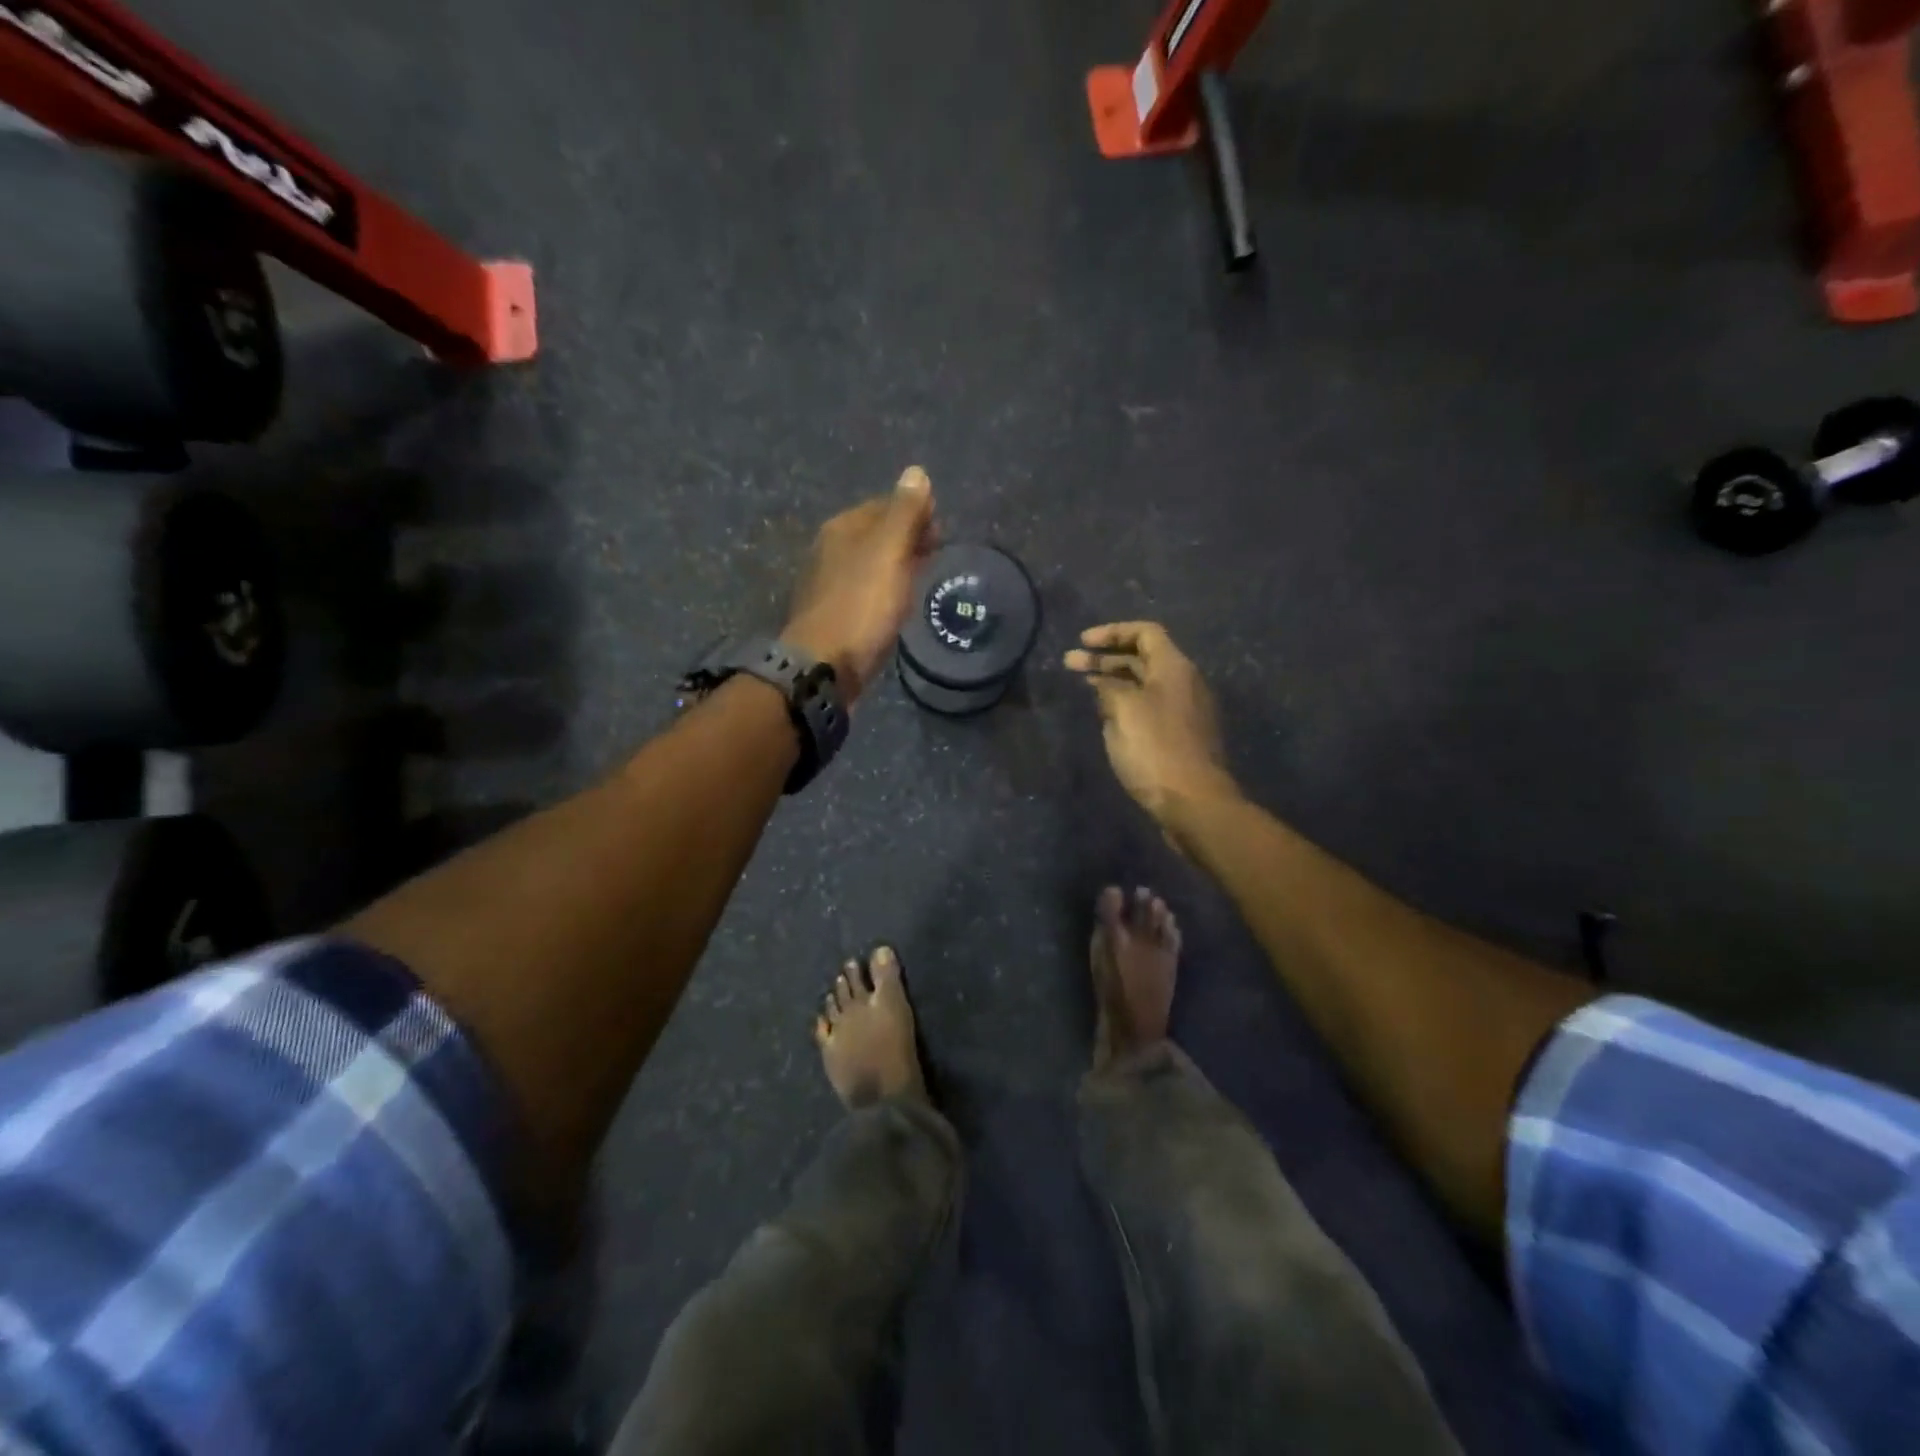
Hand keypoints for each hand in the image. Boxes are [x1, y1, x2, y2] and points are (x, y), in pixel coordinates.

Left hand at [784, 468, 936, 701]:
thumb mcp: (889, 553)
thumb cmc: (861, 606)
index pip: (886, 506)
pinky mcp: (835, 614)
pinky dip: (886, 590)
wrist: (826, 666)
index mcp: (842, 528)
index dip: (916, 513)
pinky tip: (899, 605)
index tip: (941, 531)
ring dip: (898, 565)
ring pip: (872, 564)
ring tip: (923, 578)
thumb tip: (916, 472)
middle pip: (877, 534)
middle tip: (937, 554)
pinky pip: (867, 591)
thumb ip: (904, 513)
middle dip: (908, 538)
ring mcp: (829, 584)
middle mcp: (831, 550)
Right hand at [1065, 622, 1238, 824]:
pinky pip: (1149, 708)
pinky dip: (1125, 704)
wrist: (1193, 802)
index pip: (1145, 633)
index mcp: (1174, 668)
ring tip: (1084, 688)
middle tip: (1071, 664)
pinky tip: (1105, 717)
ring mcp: (1185, 711)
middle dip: (1105, 658)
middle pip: (1143, 658)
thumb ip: (1109, 688)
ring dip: (1113, 682)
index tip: (1083, 642)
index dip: (1112, 632)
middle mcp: (1184, 683)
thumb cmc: (1156, 748)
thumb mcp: (1123, 710)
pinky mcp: (1181, 737)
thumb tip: (1104, 684)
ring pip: (1144, 685)